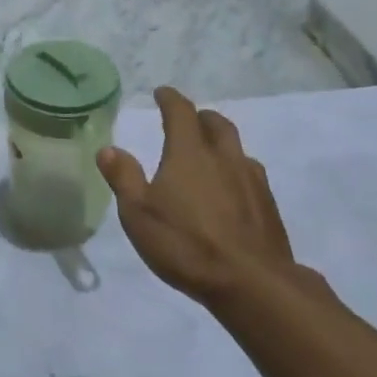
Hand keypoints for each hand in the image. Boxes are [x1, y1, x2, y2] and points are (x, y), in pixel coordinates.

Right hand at [97, 88, 308, 306]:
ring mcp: (252, 180)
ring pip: (237, 148)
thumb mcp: (138, 214)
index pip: (181, 112)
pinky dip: (236, 171)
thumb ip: (123, 178)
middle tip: (188, 121)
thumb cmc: (186, 244)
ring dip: (221, 144)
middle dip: (200, 117)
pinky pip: (250, 174)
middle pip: (216, 124)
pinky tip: (231, 191)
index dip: (170, 99)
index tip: (161, 93)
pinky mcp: (268, 205)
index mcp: (190, 153)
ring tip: (210, 156)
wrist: (252, 283)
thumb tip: (108, 149)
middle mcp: (224, 157)